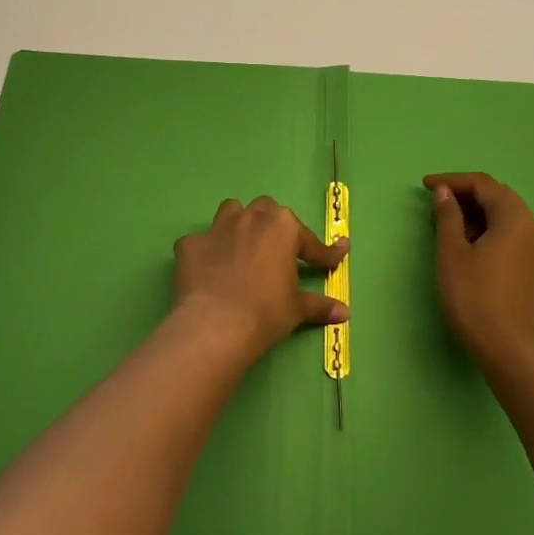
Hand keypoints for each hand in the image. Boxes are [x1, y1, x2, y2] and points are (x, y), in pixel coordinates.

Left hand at [173, 197, 348, 357]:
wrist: (217, 324)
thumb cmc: (266, 312)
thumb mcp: (297, 309)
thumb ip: (320, 305)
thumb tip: (344, 312)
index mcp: (282, 227)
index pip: (308, 240)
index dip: (322, 254)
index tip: (333, 261)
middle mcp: (249, 218)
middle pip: (266, 210)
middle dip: (273, 227)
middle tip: (278, 252)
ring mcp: (216, 228)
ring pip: (231, 212)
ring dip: (239, 225)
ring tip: (242, 248)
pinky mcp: (190, 244)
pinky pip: (200, 242)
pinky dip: (206, 252)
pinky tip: (209, 270)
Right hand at [425, 172, 533, 371]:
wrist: (509, 350)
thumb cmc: (474, 297)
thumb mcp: (452, 253)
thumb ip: (448, 217)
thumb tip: (444, 192)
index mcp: (514, 217)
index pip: (483, 184)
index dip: (452, 180)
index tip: (425, 186)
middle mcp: (532, 227)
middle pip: (497, 196)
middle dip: (465, 194)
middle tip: (434, 202)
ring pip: (504, 216)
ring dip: (475, 212)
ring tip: (445, 222)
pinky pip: (510, 234)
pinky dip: (487, 229)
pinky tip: (466, 243)